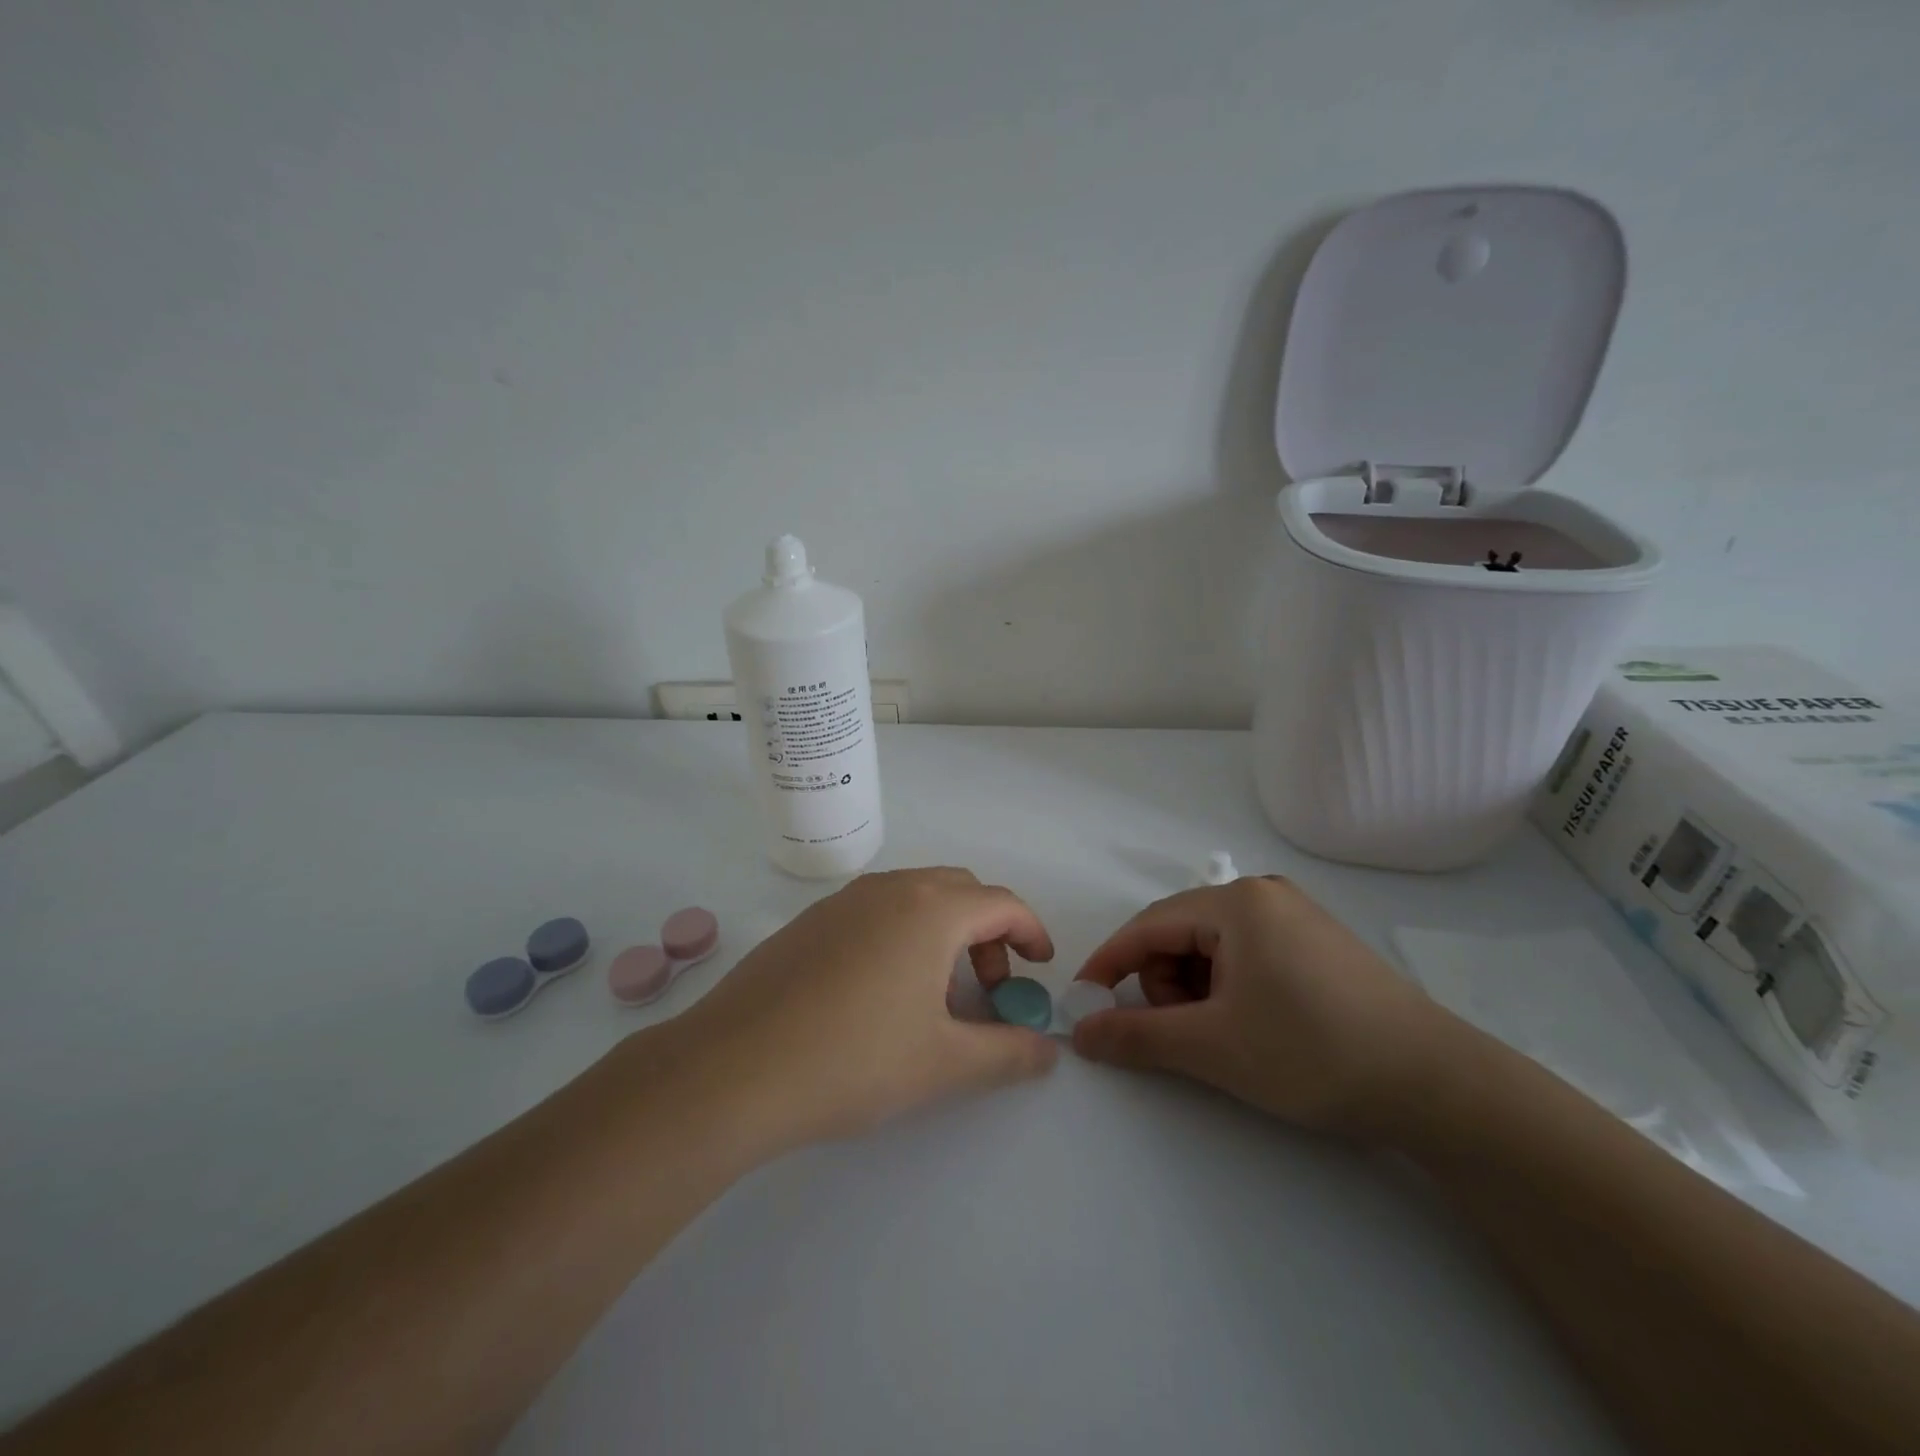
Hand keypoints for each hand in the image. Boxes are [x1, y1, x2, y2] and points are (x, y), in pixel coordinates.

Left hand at [678, 868, 1058, 1150]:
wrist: (734, 1068)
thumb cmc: (854, 1060)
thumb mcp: (945, 1064)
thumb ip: (1008, 1053)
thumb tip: (1048, 1050)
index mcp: (930, 909)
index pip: (1001, 903)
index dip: (1030, 932)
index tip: (1039, 968)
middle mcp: (889, 889)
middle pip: (960, 890)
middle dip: (987, 931)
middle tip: (988, 986)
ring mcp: (843, 900)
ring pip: (915, 896)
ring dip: (943, 931)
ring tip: (936, 993)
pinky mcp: (810, 921)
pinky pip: (875, 910)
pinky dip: (902, 933)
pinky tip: (881, 991)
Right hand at [1070, 877, 1449, 1138]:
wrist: (1437, 1086)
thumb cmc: (1313, 1052)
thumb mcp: (1213, 1047)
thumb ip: (1137, 1036)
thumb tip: (1080, 1032)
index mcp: (1236, 902)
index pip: (1148, 925)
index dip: (1110, 964)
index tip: (1085, 1003)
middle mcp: (1263, 895)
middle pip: (1179, 934)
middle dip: (1165, 984)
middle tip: (1186, 1035)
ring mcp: (1295, 916)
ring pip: (1212, 947)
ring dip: (1197, 991)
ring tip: (1226, 1037)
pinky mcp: (1316, 943)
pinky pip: (1246, 955)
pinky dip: (1230, 989)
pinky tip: (1255, 1026)